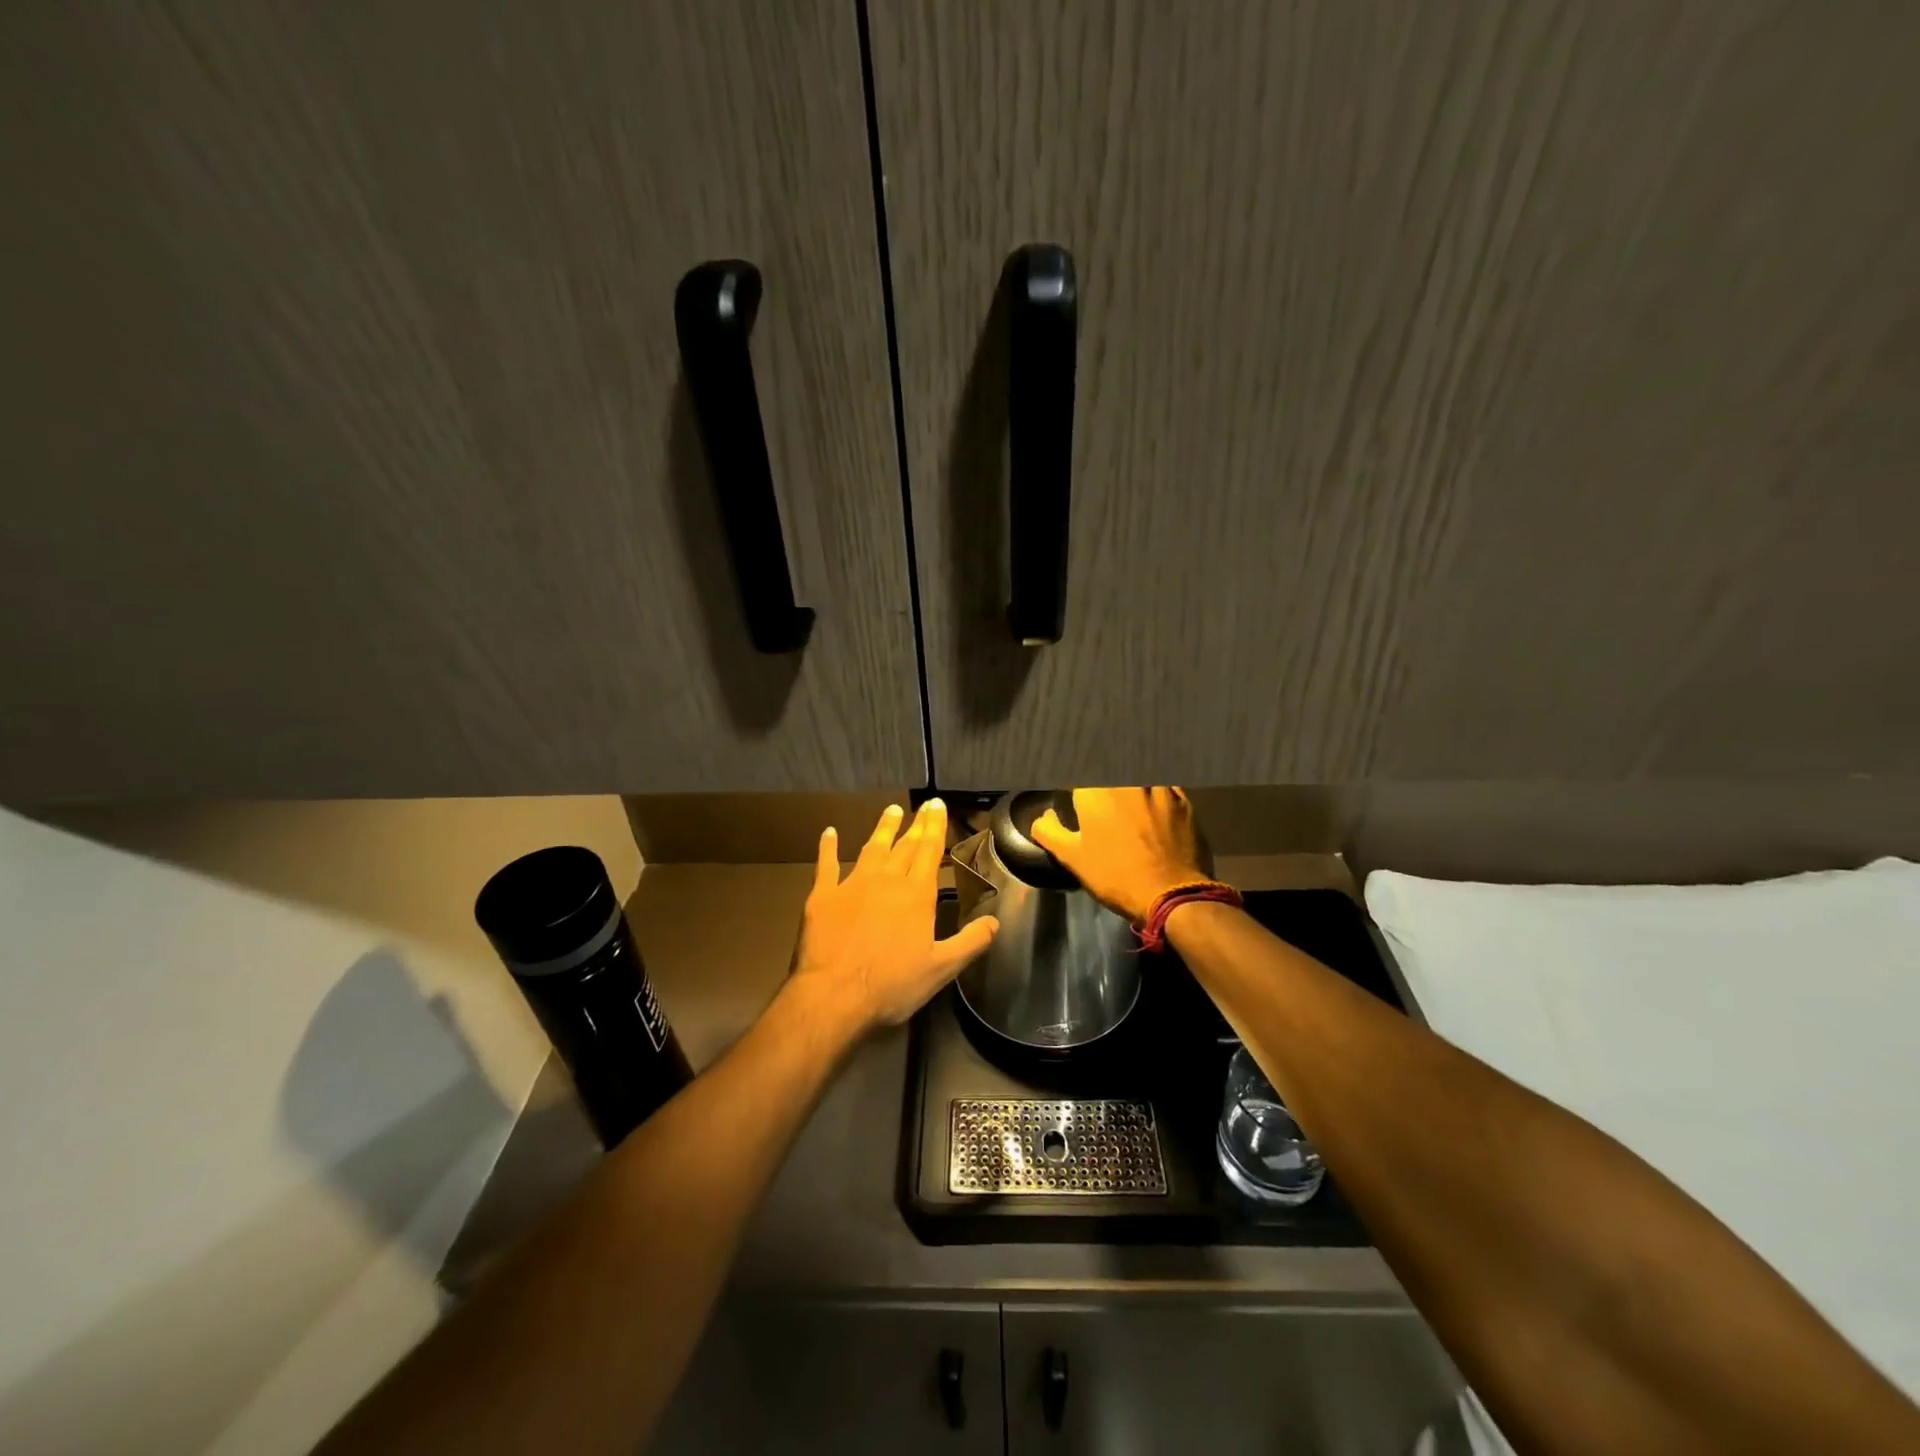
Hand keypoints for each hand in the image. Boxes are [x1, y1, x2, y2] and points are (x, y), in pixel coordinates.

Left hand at [786, 799, 997, 1035]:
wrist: (834, 995)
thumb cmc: (892, 985)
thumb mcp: (941, 969)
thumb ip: (970, 943)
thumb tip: (995, 921)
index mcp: (916, 895)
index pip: (930, 852)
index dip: (935, 827)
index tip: (938, 805)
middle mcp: (887, 880)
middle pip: (905, 846)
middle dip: (916, 824)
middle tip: (923, 805)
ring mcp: (852, 884)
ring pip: (872, 848)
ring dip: (883, 828)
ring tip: (891, 810)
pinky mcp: (823, 895)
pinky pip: (826, 865)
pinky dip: (827, 847)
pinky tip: (829, 833)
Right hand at [1031, 788, 1212, 922]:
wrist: (1172, 894)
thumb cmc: (1115, 875)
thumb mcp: (1072, 858)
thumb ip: (1049, 831)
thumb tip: (1043, 817)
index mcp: (1095, 790)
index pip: (1077, 771)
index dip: (1073, 782)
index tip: (1070, 790)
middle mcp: (1127, 780)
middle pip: (1108, 766)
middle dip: (1100, 773)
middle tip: (1097, 794)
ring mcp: (1158, 786)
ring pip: (1139, 770)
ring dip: (1128, 777)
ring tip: (1125, 791)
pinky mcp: (1183, 799)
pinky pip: (1164, 782)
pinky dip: (1155, 786)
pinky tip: (1152, 796)